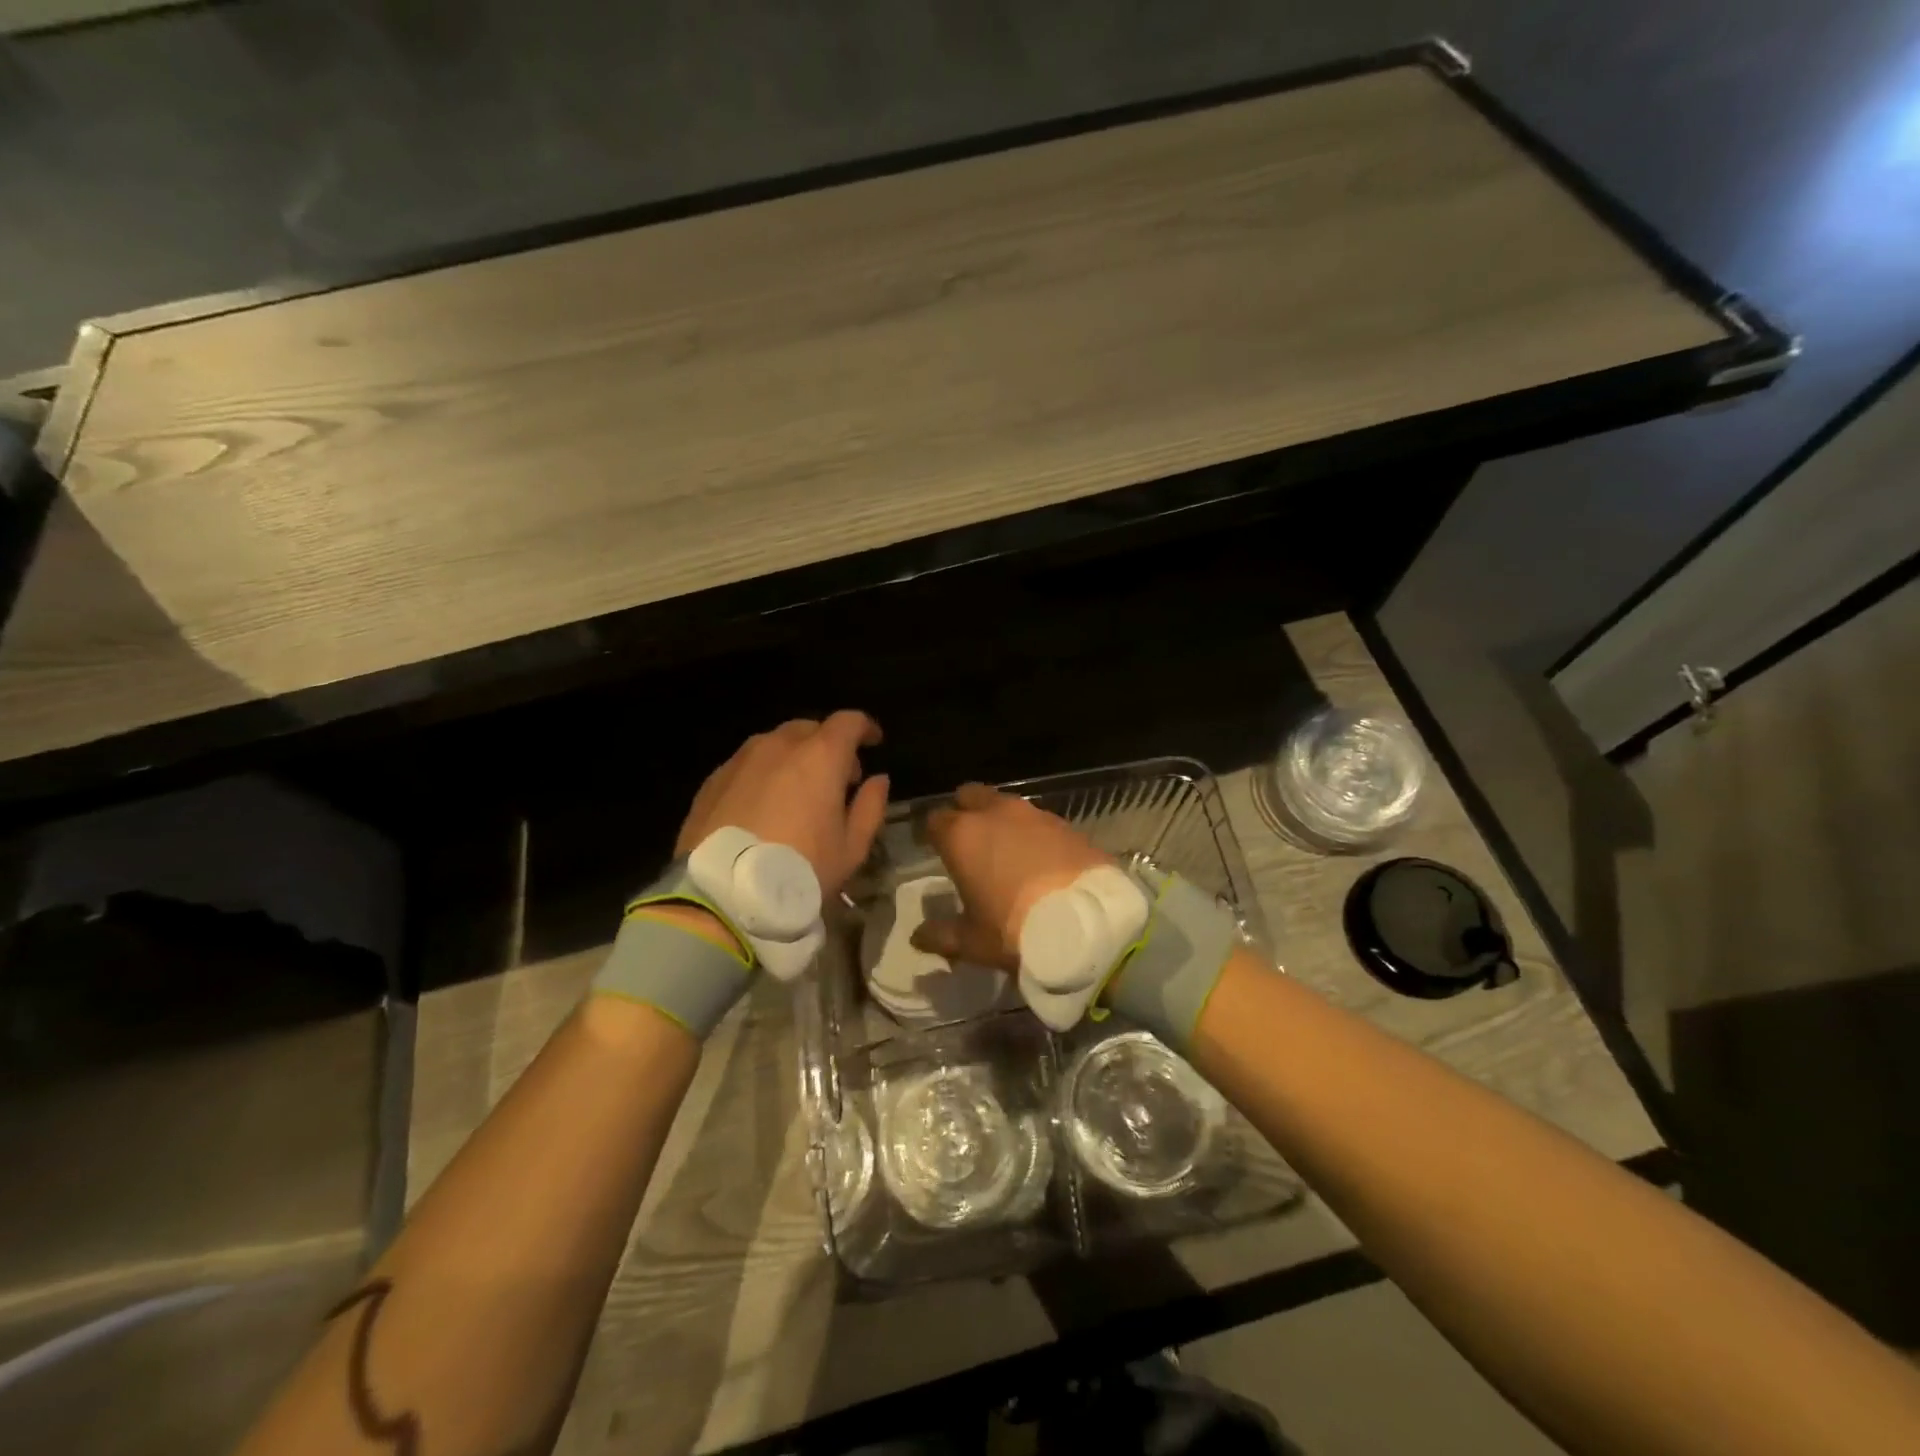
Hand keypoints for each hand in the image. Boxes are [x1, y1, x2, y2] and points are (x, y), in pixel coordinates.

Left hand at [675, 712, 889, 895]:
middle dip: (828, 745)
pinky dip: (763, 775)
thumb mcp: (851, 848)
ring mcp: (740, 760)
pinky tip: (763, 806)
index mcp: (820, 756)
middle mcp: (778, 746)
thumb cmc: (800, 870)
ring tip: (797, 792)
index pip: (848, 722)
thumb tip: (878, 780)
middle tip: (837, 778)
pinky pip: (746, 765)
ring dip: (793, 758)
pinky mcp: (712, 781)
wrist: (723, 895)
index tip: (873, 742)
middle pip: (809, 729)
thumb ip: (870, 807)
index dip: (864, 728)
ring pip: (774, 744)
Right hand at [910, 783, 1113, 968]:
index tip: (935, 849)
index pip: (935, 819)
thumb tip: (918, 936)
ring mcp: (1035, 814)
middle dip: (966, 811)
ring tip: (1007, 851)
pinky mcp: (1067, 824)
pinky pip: (1040, 821)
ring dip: (1002, 821)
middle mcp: (996, 813)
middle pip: (971, 796)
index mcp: (962, 835)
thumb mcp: (971, 942)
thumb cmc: (1015, 931)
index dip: (933, 834)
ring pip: (1007, 805)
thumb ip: (940, 935)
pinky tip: (1041, 859)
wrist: (1088, 924)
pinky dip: (1034, 834)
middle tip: (969, 841)